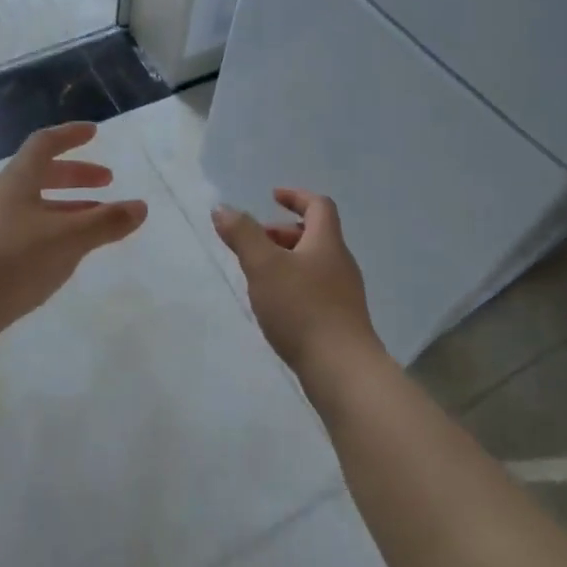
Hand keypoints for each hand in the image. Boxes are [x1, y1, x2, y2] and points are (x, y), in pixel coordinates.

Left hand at [0, 122, 148, 347]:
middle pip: (40, 173)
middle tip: (107, 182)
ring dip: (67, 204)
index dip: (71, 135)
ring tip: (95, 219)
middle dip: (76, 175)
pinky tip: (65, 250)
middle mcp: (1, 195)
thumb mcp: (68, 239)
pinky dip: (52, 226)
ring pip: (34, 202)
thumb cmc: (15, 259)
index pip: (45, 144)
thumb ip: (106, 222)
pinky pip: (26, 226)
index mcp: (17, 180)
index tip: (94, 133)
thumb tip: (141, 207)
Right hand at [213, 189, 380, 376]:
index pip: (318, 206)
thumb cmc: (302, 309)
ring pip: (314, 264)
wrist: (342, 371)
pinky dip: (293, 285)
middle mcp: (340, 264)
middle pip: (315, 235)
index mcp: (327, 243)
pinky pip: (315, 289)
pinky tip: (275, 306)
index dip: (296, 197)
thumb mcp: (264, 266)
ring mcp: (344, 295)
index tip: (273, 196)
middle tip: (255, 242)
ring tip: (258, 276)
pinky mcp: (341, 321)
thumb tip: (222, 208)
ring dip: (286, 260)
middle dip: (283, 233)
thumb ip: (242, 235)